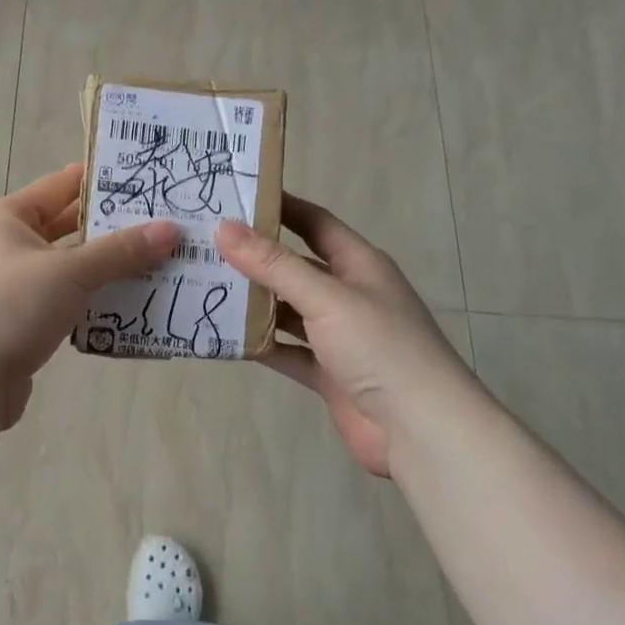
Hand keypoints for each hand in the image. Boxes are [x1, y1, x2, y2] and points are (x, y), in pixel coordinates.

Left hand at [0, 164, 180, 427]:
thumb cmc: (11, 307)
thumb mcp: (70, 272)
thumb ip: (121, 251)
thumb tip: (171, 229)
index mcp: (7, 218)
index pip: (61, 185)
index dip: (102, 180)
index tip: (147, 179)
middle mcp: (5, 246)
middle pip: (67, 229)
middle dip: (113, 230)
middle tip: (164, 225)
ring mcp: (10, 287)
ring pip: (69, 269)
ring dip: (107, 270)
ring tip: (159, 265)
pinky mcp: (19, 323)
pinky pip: (64, 302)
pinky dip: (92, 302)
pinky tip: (129, 307)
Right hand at [215, 197, 469, 476]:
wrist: (420, 429)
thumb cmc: (380, 347)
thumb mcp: (326, 297)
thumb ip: (274, 264)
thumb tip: (224, 228)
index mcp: (358, 264)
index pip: (314, 222)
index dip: (279, 206)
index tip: (234, 195)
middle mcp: (348, 294)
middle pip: (295, 266)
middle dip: (254, 256)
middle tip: (204, 244)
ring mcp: (338, 336)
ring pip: (287, 309)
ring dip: (253, 301)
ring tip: (204, 286)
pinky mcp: (328, 372)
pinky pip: (287, 350)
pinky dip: (260, 344)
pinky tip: (223, 336)